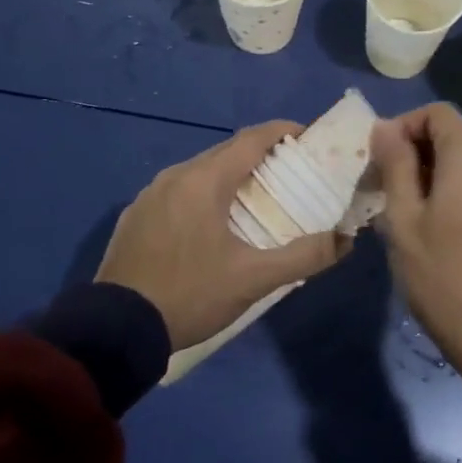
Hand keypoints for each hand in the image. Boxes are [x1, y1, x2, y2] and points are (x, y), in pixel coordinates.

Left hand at [97, 121, 350, 351]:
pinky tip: (212, 225)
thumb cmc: (190, 295)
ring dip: (231, 177)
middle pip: (227, 152)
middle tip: (291, 175)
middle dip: (261, 157)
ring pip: (201, 172)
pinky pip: (179, 192)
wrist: (115, 329)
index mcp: (204, 180)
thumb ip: (304, 256)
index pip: (253, 139)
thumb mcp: (253, 279)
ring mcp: (150, 194)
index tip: (309, 139)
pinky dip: (204, 195)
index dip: (284, 132)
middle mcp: (175, 176)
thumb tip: (346, 239)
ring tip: (256, 200)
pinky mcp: (136, 216)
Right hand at [372, 104, 461, 430]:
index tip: (380, 160)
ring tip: (409, 211)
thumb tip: (384, 126)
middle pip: (452, 135)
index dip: (403, 126)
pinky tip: (440, 224)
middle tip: (386, 189)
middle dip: (415, 152)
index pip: (436, 113)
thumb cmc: (442, 275)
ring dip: (434, 172)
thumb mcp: (403, 218)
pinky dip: (458, 187)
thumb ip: (394, 164)